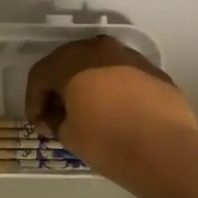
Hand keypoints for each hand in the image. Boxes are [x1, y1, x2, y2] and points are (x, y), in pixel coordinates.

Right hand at [25, 36, 197, 189]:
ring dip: (86, 86)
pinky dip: (112, 90)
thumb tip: (58, 117)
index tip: (38, 126)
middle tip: (57, 117)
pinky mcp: (154, 71)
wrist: (165, 149)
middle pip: (68, 64)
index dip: (33, 102)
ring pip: (98, 67)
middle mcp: (99, 49)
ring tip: (87, 114)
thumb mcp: (68, 134)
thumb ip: (56, 119)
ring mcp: (130, 57)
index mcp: (71, 60)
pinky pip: (122, 76)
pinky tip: (114, 114)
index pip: (40, 75)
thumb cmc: (106, 140)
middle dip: (58, 90)